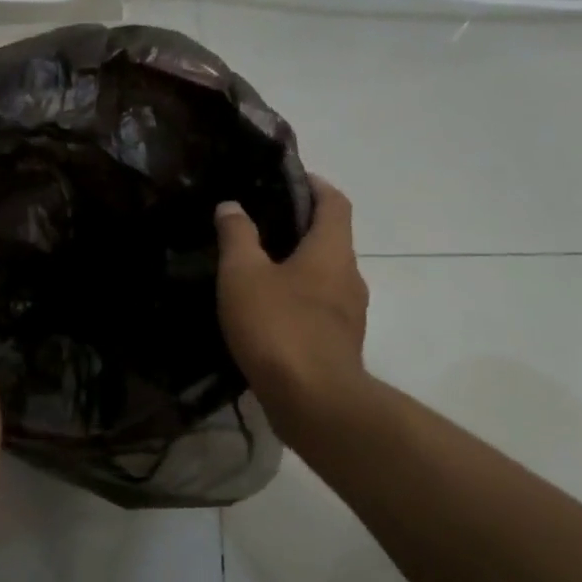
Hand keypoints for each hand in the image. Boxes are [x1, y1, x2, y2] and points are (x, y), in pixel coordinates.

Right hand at [215, 177, 369, 437]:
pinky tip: (268, 315)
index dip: (315, 185)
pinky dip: (299, 301)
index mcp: (331, 250)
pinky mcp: (339, 345)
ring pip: (326, 277)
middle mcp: (349, 276)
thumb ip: (237, 237)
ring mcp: (350, 314)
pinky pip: (320, 310)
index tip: (289, 179)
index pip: (334, 202)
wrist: (313, 401)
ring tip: (259, 271)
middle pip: (331, 240)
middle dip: (301, 228)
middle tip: (260, 226)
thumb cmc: (279, 327)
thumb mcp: (243, 276)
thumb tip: (231, 206)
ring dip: (299, 268)